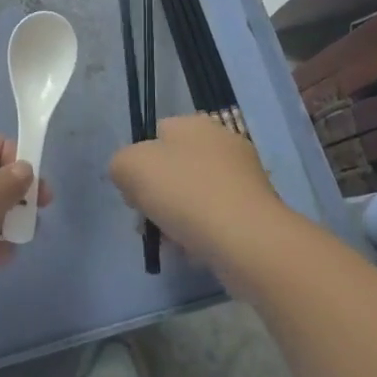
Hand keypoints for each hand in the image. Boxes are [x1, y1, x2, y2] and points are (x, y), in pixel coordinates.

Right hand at [110, 114, 292, 276]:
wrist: (247, 240)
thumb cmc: (185, 193)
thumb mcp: (130, 166)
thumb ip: (121, 164)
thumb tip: (131, 178)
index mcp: (194, 124)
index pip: (156, 134)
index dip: (138, 162)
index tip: (133, 192)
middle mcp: (222, 143)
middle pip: (174, 168)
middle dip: (156, 196)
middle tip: (147, 222)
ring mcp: (243, 178)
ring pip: (193, 196)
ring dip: (176, 219)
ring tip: (170, 243)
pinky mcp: (255, 211)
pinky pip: (216, 219)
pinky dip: (201, 234)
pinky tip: (193, 252)